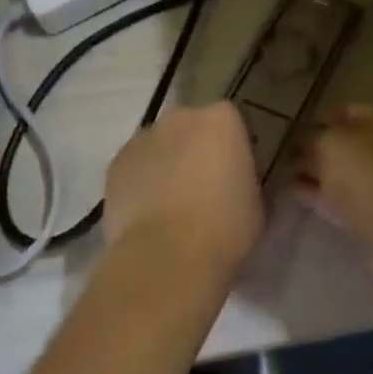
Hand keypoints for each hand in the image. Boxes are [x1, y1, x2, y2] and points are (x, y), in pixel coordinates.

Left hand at [103, 103, 263, 279]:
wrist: (165, 255)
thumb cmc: (224, 227)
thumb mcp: (258, 203)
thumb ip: (248, 181)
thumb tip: (239, 184)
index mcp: (222, 120)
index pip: (231, 122)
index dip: (233, 148)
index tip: (237, 175)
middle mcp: (180, 118)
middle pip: (191, 127)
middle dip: (197, 149)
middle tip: (205, 188)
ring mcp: (141, 139)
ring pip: (159, 146)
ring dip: (166, 164)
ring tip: (173, 206)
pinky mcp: (114, 165)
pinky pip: (135, 168)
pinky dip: (141, 182)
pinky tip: (148, 214)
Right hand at [295, 107, 372, 287]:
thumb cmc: (369, 177)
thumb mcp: (332, 144)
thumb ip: (313, 137)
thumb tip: (303, 141)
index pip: (348, 111)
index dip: (318, 117)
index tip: (290, 128)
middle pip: (346, 143)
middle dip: (315, 147)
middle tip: (281, 152)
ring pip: (343, 173)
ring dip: (315, 172)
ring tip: (280, 173)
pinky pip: (342, 198)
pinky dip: (320, 194)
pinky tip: (294, 193)